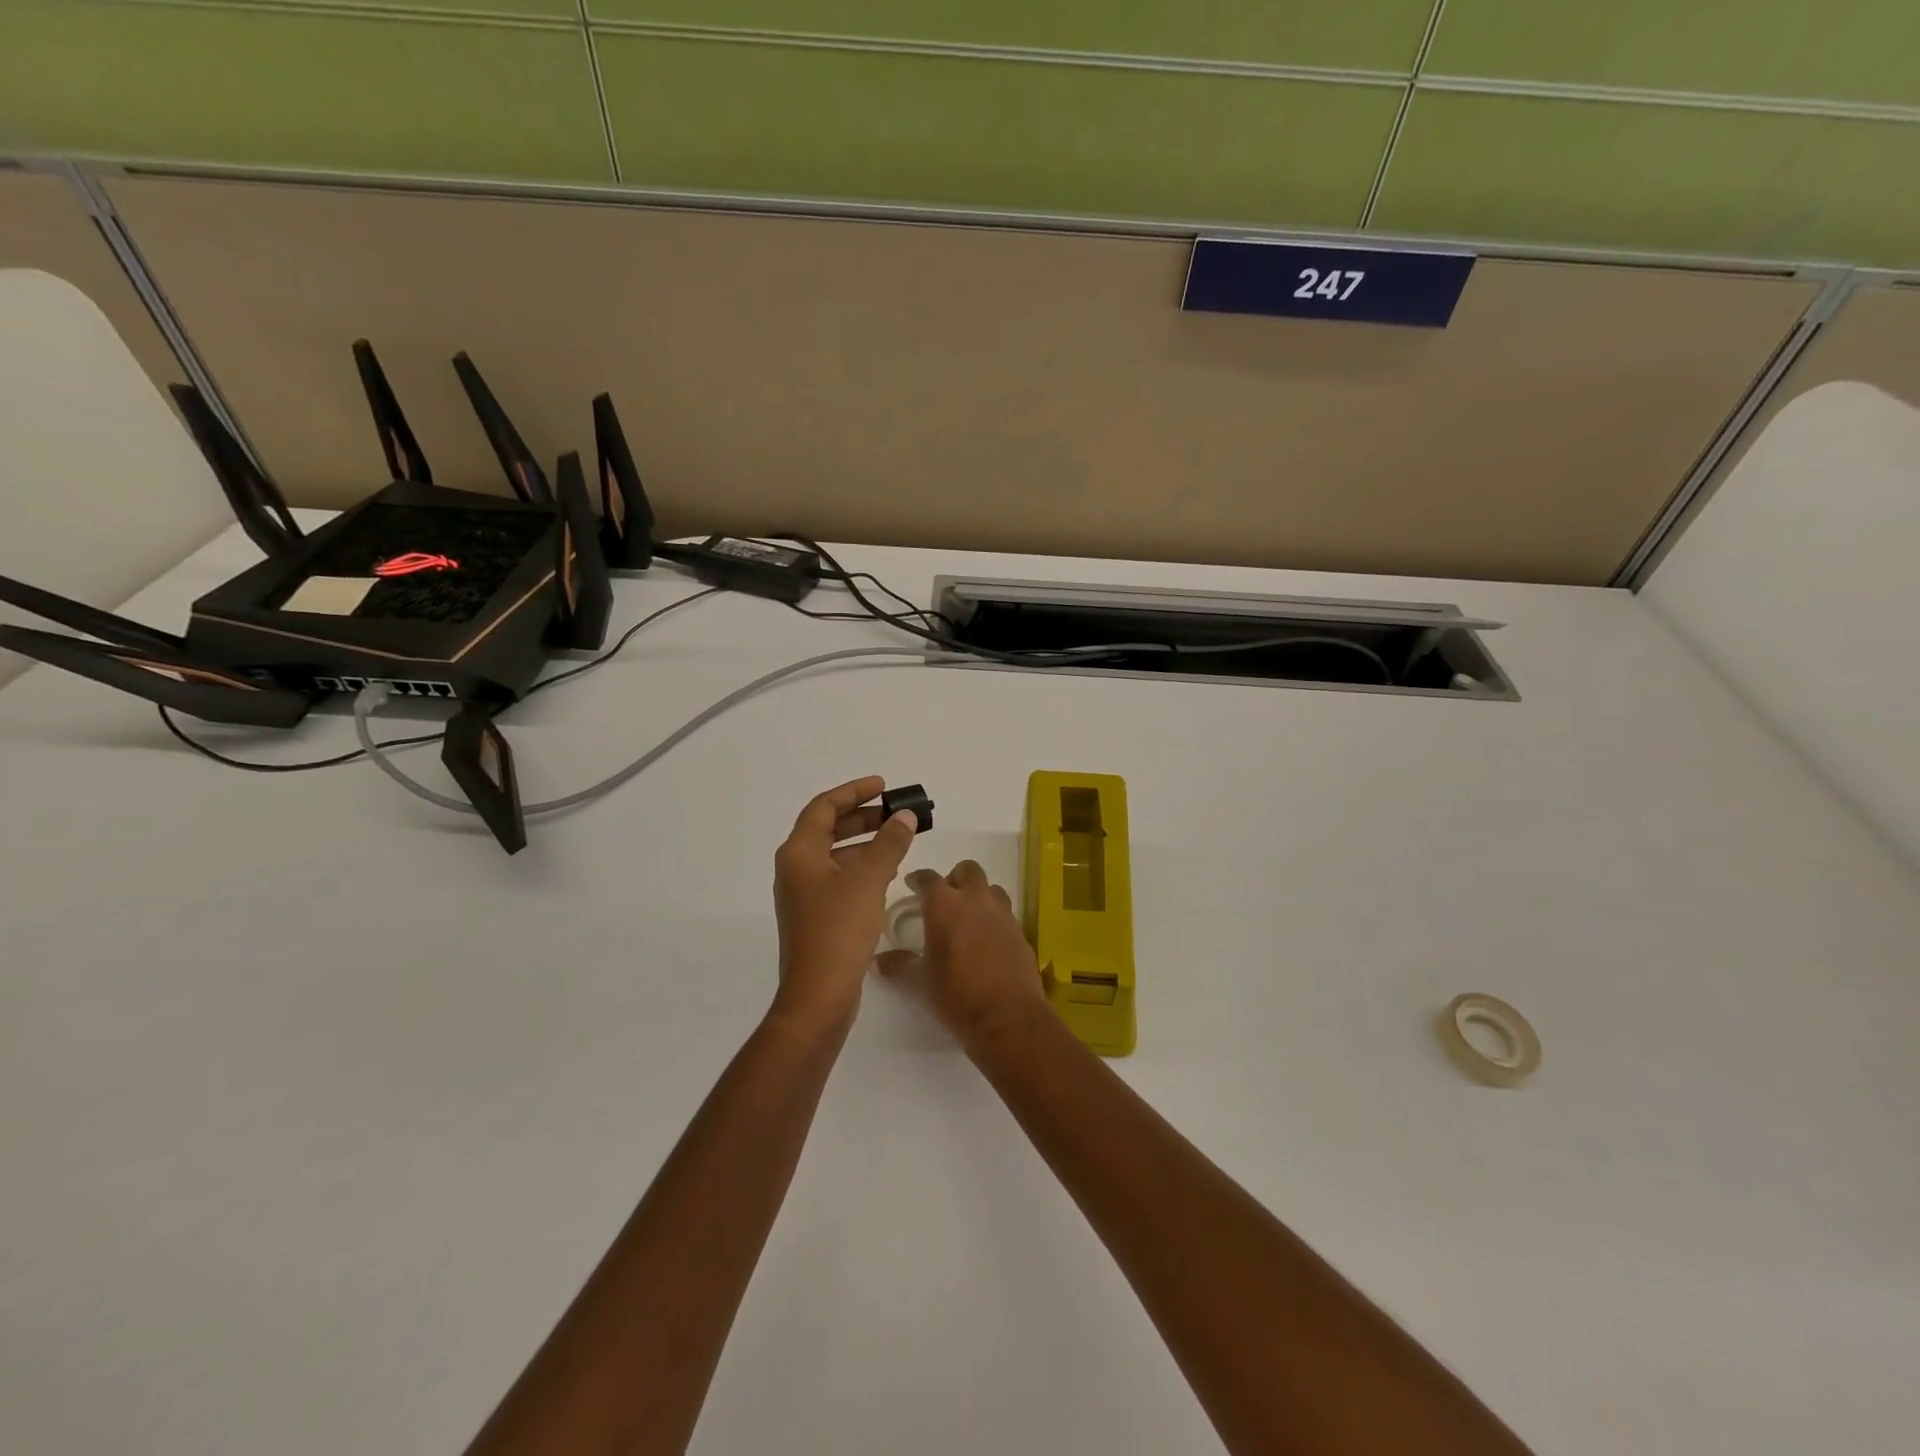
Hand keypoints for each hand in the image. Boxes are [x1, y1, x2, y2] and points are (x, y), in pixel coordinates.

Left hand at [771, 776, 917, 1039]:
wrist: (819, 995)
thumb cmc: (839, 929)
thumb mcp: (869, 879)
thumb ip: (889, 843)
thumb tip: (904, 816)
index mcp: (799, 852)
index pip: (824, 807)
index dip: (854, 792)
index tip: (883, 787)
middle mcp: (796, 869)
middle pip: (828, 829)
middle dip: (863, 817)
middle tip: (896, 813)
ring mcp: (804, 895)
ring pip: (835, 855)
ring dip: (865, 843)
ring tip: (899, 840)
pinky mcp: (816, 917)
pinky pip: (839, 878)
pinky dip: (862, 868)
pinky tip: (888, 875)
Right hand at [878, 861, 1044, 1051]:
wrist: (1008, 1017)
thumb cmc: (957, 995)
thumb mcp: (921, 982)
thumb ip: (899, 965)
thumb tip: (876, 962)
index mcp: (945, 906)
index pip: (928, 878)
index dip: (918, 879)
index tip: (912, 885)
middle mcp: (975, 900)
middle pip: (967, 870)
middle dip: (955, 878)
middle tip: (945, 900)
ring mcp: (1002, 913)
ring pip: (991, 888)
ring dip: (979, 895)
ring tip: (970, 917)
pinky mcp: (1020, 931)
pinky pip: (1006, 913)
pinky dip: (995, 918)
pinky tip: (988, 940)